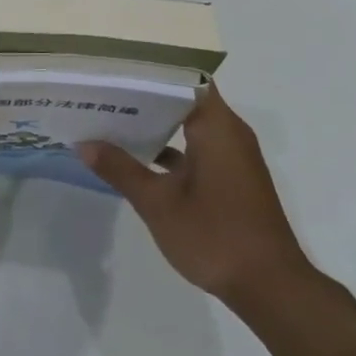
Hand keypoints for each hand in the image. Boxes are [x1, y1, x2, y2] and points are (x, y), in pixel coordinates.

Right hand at [78, 84, 318, 310]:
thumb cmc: (215, 235)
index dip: (151, 69)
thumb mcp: (159, 203)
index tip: (117, 66)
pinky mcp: (233, 177)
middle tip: (105, 89)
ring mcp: (233, 155)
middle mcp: (229, 131)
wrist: (271, 289)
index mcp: (216, 125)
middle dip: (146, 95)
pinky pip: (198, 146)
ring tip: (115, 117)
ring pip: (191, 123)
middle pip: (185, 97)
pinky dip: (172, 147)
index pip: (184, 76)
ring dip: (158, 122)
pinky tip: (140, 157)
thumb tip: (84, 143)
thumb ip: (121, 169)